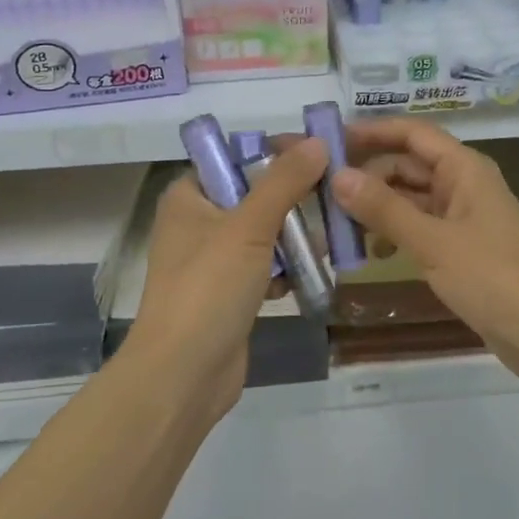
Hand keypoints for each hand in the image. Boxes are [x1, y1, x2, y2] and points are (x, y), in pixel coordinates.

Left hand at [129, 138, 327, 421]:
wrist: (183, 376)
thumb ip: (285, 182)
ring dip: (295, 236)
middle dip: (294, 199)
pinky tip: (311, 274)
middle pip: (254, 194)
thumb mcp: (249, 226)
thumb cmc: (208, 288)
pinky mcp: (229, 293)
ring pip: (264, 232)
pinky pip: (265, 266)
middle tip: (335, 196)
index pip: (235, 158)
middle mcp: (197, 222)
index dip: (276, 152)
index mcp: (188, 196)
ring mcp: (212, 261)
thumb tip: (318, 142)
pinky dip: (286, 269)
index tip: (319, 154)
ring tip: (329, 238)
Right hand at [330, 119, 518, 386]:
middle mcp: (463, 184)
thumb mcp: (433, 242)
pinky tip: (373, 252)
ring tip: (337, 225)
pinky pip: (419, 227)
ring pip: (410, 198)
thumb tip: (337, 176)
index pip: (411, 133)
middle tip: (320, 190)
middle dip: (367, 174)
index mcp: (463, 168)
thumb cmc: (493, 278)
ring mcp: (463, 217)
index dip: (371, 131)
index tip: (328, 140)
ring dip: (377, 206)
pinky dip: (395, 232)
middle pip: (407, 165)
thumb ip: (384, 209)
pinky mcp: (461, 248)